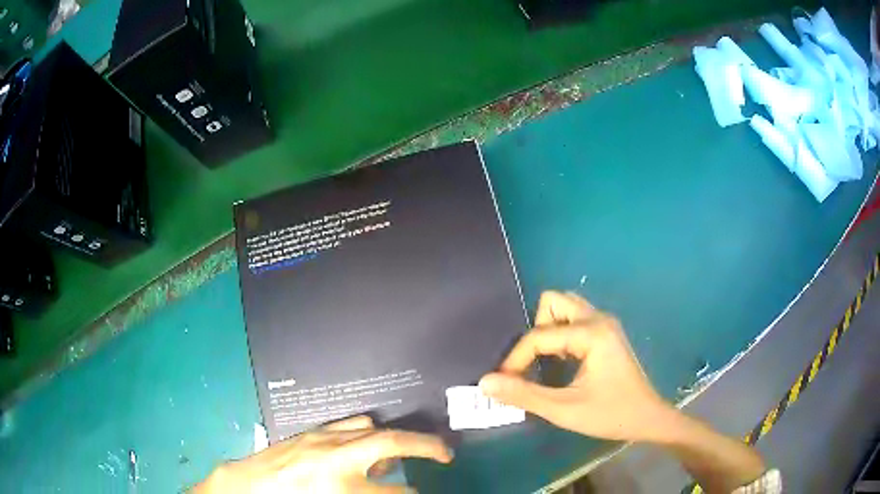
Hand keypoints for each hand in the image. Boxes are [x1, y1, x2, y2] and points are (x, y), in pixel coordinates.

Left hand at [195, 416, 452, 493]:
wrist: (249, 486)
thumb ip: (370, 493)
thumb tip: (398, 488)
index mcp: (338, 484)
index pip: (393, 491)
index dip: (412, 493)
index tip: (422, 492)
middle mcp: (334, 456)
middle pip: (390, 443)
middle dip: (425, 446)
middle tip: (445, 452)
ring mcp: (322, 439)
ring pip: (369, 429)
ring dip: (390, 441)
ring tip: (392, 459)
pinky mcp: (311, 432)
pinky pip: (349, 425)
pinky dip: (365, 434)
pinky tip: (361, 449)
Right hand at [479, 291, 673, 442]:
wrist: (648, 418)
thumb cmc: (611, 414)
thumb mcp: (565, 409)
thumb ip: (524, 395)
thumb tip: (486, 382)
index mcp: (592, 332)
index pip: (540, 334)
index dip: (516, 357)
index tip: (503, 381)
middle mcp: (599, 319)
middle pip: (553, 302)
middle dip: (535, 331)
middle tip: (531, 363)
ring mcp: (605, 324)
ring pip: (564, 308)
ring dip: (548, 331)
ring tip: (545, 363)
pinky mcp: (606, 333)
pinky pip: (574, 321)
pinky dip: (560, 336)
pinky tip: (561, 363)